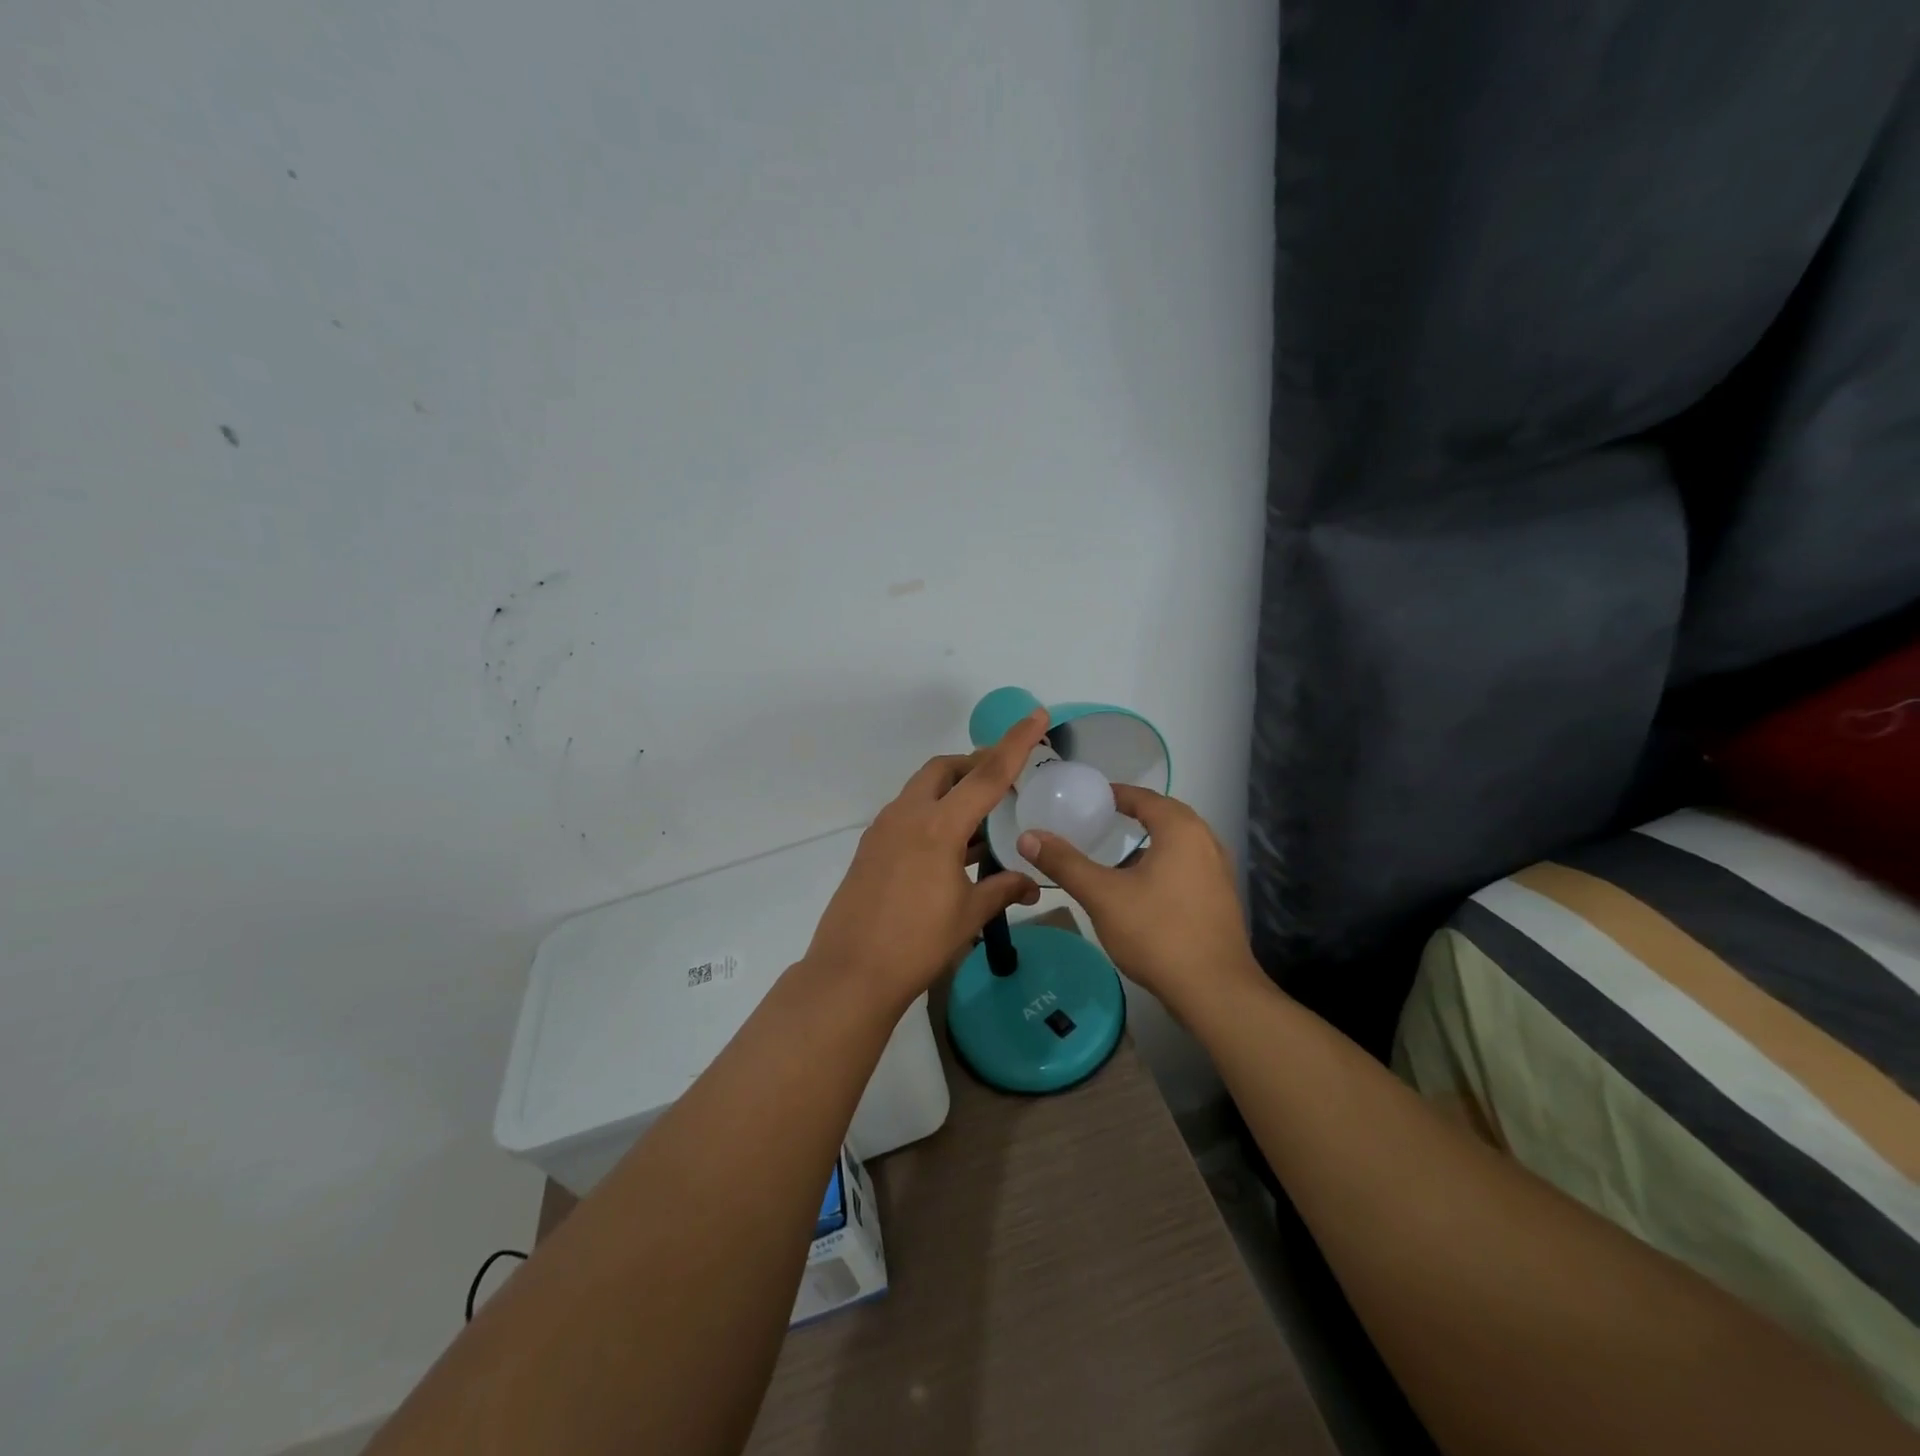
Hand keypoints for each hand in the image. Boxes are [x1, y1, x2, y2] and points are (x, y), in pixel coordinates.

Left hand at [801, 709, 1048, 1012]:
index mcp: (938, 826)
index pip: (987, 775)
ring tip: (980, 816)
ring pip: (922, 789)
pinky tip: (948, 846)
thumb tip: (1031, 884)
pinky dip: (932, 813)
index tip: (1036, 715)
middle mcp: (907, 816)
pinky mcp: (870, 846)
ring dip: (951, 790)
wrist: (851, 973)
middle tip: (1003, 777)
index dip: (1015, 743)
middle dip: (974, 764)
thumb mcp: (968, 916)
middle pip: (944, 769)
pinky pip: (907, 813)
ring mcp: (883, 829)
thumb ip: (1002, 890)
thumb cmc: (917, 944)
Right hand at [1016, 787, 1265, 1019]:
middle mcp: (1206, 842)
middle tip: (1100, 820)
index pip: (1145, 797)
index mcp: (1181, 830)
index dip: (1116, 794)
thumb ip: (1064, 863)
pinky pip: (1187, 867)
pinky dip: (1163, 865)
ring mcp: (1219, 872)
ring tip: (1116, 853)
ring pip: (1178, 844)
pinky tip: (1141, 889)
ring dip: (1149, 842)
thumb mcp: (1102, 896)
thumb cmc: (1157, 933)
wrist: (1215, 991)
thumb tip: (1028, 836)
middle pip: (1165, 816)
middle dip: (1133, 815)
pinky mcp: (1221, 900)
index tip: (1090, 798)